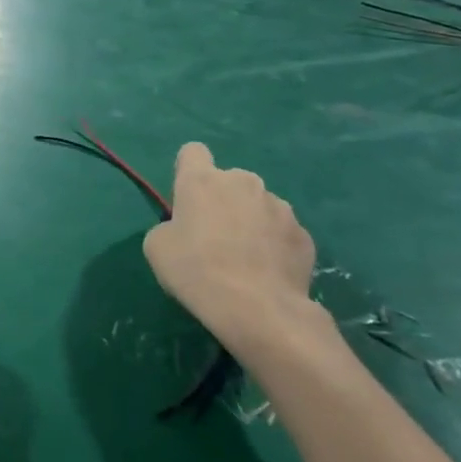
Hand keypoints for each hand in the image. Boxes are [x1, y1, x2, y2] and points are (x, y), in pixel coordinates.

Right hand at [143, 143, 315, 350]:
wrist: (258, 309)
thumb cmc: (196, 270)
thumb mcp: (157, 246)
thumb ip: (170, 225)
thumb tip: (188, 229)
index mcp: (202, 180)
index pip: (193, 151)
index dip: (187, 171)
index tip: (186, 198)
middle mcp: (243, 182)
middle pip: (229, 180)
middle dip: (222, 200)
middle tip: (214, 236)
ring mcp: (279, 207)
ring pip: (258, 205)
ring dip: (250, 221)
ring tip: (246, 259)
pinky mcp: (304, 235)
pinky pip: (282, 232)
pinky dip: (274, 245)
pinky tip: (267, 273)